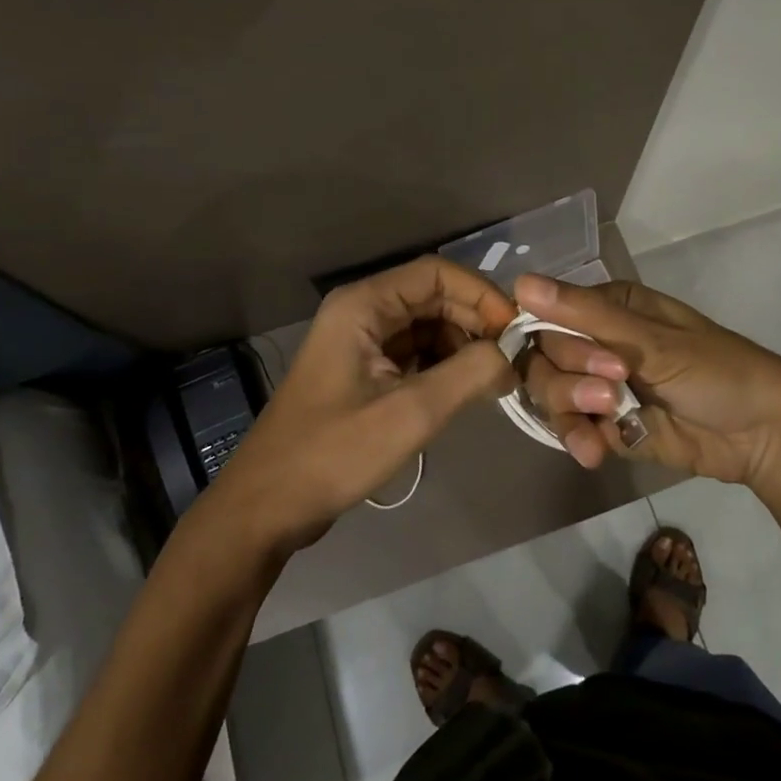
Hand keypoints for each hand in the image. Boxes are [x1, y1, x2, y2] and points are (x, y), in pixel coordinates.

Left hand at [209, 256, 518, 554]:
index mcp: (363, 305)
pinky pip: (413, 353)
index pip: (436, 273)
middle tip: (511, 361)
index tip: (515, 331)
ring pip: (426, 326)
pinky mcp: (363, 371)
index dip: (481, 295)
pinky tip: (466, 391)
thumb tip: (511, 355)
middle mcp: (361, 311)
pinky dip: (443, 366)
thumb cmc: (333, 453)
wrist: (266, 507)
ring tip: (494, 380)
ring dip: (462, 346)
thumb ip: (469, 374)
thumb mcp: (411, 413)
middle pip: (433, 297)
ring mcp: (360, 341)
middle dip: (475, 323)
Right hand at [513, 272, 780, 485]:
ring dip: (571, 409)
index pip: (547, 315)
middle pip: (544, 358)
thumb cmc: (715, 369)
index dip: (548, 338)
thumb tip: (520, 283)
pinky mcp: (606, 426)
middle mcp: (596, 341)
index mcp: (608, 307)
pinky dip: (578, 439)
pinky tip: (595, 453)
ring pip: (552, 394)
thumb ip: (584, 315)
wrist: (762, 433)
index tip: (570, 356)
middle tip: (610, 389)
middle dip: (570, 377)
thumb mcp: (650, 339)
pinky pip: (571, 429)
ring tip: (609, 420)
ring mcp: (599, 385)